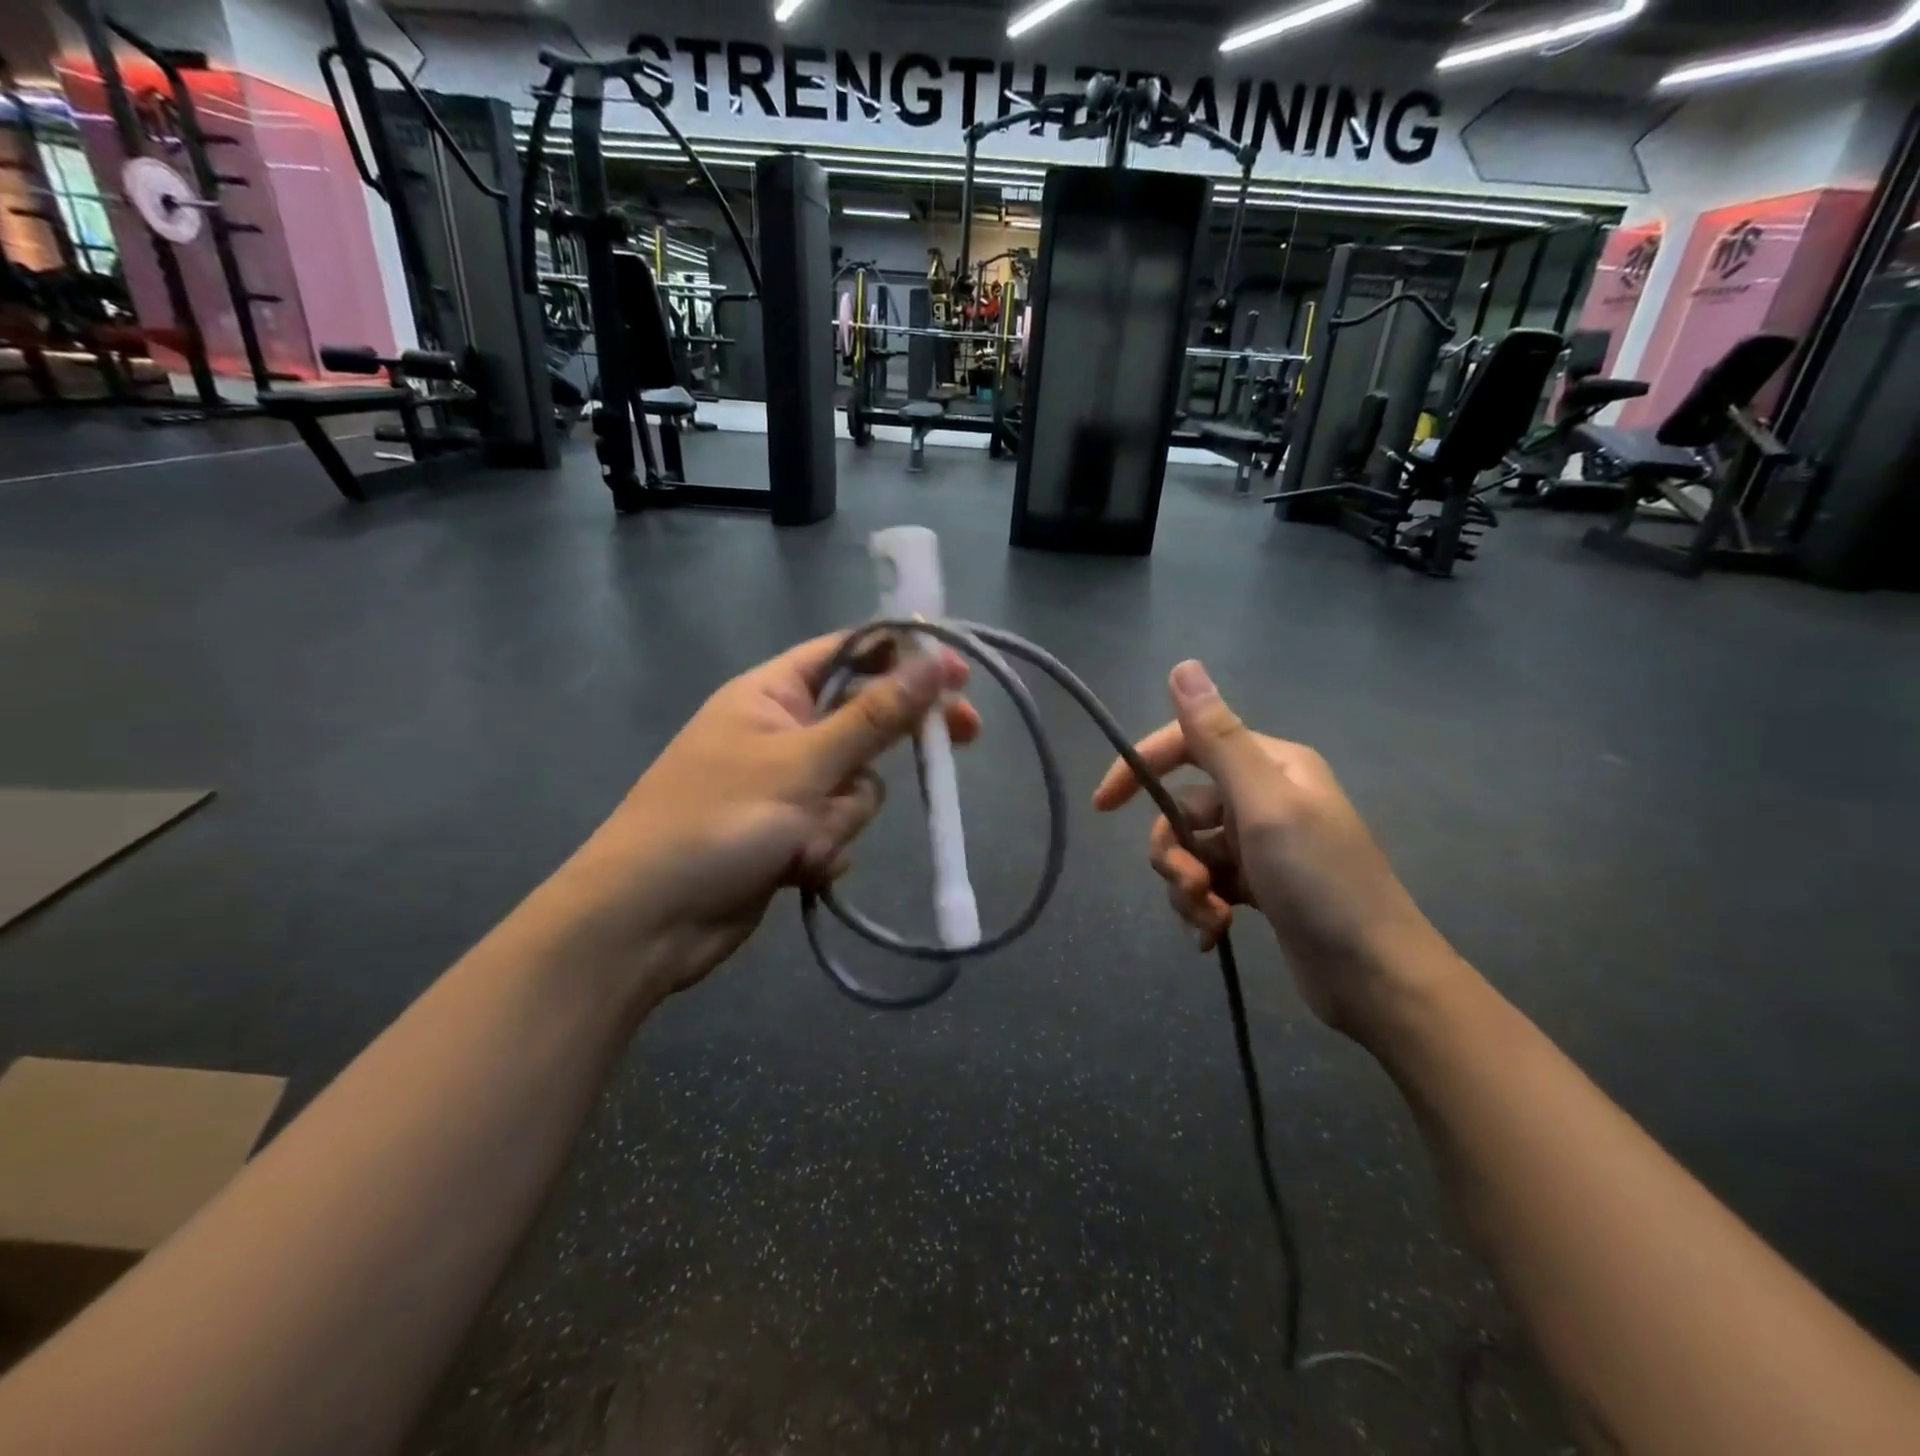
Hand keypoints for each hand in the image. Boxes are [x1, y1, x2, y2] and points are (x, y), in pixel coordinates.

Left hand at [556, 633, 979, 1009]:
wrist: (647, 922)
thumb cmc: (716, 822)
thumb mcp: (803, 763)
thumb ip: (875, 715)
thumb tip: (935, 659)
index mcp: (772, 693)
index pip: (850, 653)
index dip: (906, 657)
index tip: (959, 672)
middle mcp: (782, 732)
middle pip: (865, 720)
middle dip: (894, 742)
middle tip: (966, 736)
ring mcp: (786, 787)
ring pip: (857, 786)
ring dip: (842, 816)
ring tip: (802, 842)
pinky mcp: (789, 835)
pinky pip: (838, 828)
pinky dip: (826, 848)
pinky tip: (794, 869)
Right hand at [1092, 660, 1448, 1036]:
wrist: (1377, 978)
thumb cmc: (1322, 882)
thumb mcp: (1265, 805)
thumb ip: (1218, 738)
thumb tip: (1182, 666)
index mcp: (1270, 765)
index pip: (1187, 744)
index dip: (1140, 768)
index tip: (1103, 806)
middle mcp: (1263, 796)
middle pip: (1181, 808)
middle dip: (1172, 850)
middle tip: (1193, 885)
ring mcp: (1261, 844)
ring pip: (1190, 850)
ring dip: (1187, 886)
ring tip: (1210, 917)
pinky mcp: (1259, 886)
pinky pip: (1208, 883)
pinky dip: (1202, 907)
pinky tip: (1214, 934)